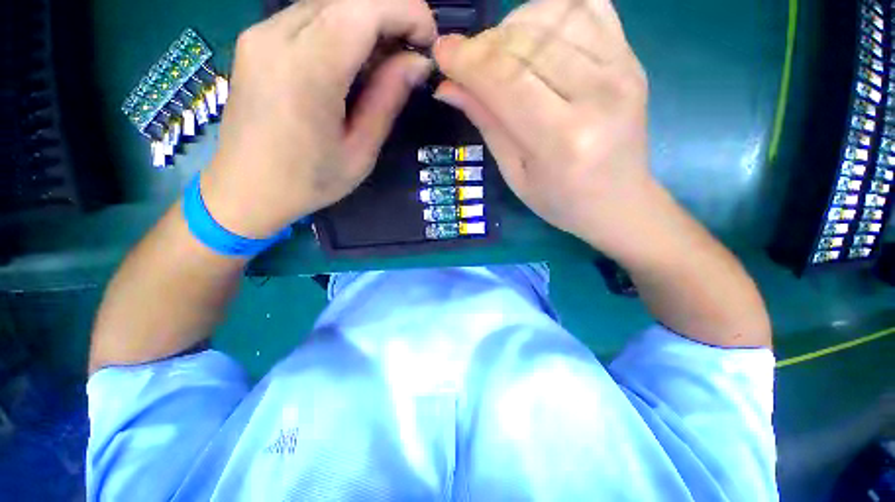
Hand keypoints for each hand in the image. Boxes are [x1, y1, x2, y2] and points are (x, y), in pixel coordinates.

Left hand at [201, 0, 436, 237]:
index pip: (363, 9)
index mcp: (306, 72)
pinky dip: (342, 28)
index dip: (405, 11)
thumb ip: (387, 101)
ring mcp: (260, 34)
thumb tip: (417, 63)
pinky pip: (309, 17)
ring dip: (367, 22)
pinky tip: (353, 61)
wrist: (245, 189)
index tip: (429, 39)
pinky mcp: (256, 40)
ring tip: (386, 61)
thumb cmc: (308, 181)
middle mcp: (276, 38)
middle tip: (411, 53)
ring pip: (328, 4)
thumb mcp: (360, 151)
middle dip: (390, 15)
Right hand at [432, 0, 655, 254]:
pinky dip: (551, 11)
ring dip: (513, 25)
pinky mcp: (632, 58)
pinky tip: (535, 35)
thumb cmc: (560, 200)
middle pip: (527, 42)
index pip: (506, 81)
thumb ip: (487, 124)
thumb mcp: (515, 174)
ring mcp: (623, 69)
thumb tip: (448, 86)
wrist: (618, 201)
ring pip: (555, 15)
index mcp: (563, 140)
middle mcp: (598, 95)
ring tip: (500, 53)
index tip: (441, 53)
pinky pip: (589, 6)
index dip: (467, 61)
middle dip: (484, 45)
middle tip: (468, 62)